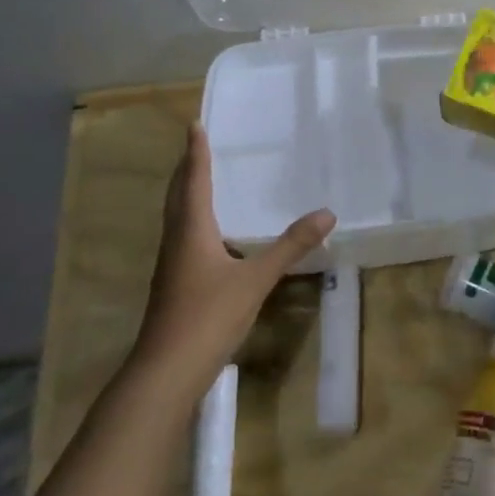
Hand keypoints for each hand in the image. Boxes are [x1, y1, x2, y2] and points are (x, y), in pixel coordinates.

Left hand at [130, 124, 335, 403]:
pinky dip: (193, 221)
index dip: (196, 152)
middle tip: (197, 147)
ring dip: (186, 194)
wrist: (167, 370)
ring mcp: (172, 264)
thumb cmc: (208, 315)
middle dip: (187, 169)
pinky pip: (183, 237)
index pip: (194, 180)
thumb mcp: (256, 279)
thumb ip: (291, 246)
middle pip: (178, 195)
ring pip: (177, 217)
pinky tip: (210, 236)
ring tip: (201, 181)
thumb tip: (327, 213)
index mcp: (192, 230)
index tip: (195, 125)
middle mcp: (177, 240)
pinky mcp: (174, 284)